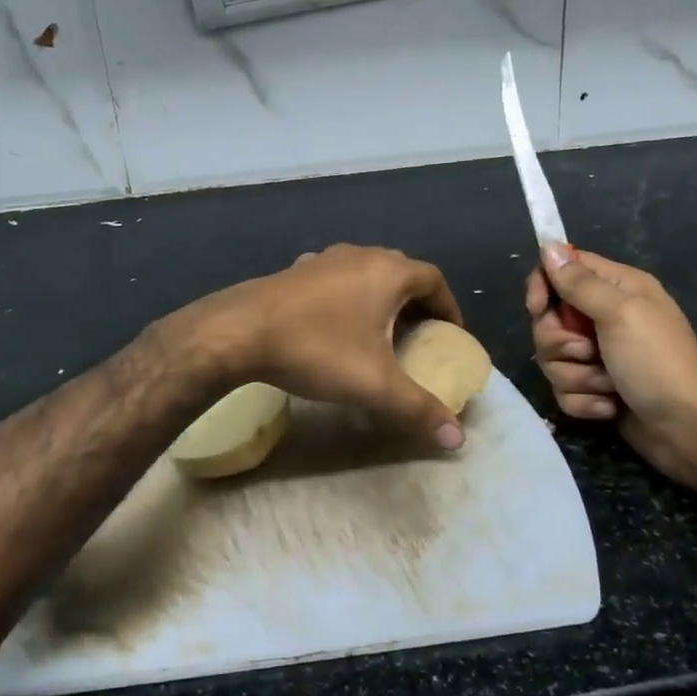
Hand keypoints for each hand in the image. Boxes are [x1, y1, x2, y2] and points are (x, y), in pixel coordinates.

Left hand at [191, 245, 467, 449]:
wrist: (238, 332)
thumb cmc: (317, 349)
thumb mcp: (375, 385)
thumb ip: (419, 409)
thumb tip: (457, 440)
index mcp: (387, 271)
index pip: (434, 280)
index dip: (449, 308)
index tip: (450, 336)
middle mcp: (359, 255)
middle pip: (401, 273)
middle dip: (416, 304)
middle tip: (420, 337)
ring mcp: (323, 259)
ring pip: (366, 274)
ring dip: (380, 299)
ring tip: (380, 332)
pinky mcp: (294, 272)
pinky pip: (335, 280)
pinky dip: (347, 298)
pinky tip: (335, 325)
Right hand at [526, 245, 696, 486]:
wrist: (689, 429)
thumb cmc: (657, 362)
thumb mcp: (620, 313)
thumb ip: (580, 282)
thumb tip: (548, 245)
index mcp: (616, 289)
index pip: (562, 270)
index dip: (543, 287)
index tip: (538, 308)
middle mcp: (605, 317)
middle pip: (549, 319)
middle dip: (559, 343)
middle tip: (588, 352)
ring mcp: (599, 355)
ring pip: (553, 359)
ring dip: (576, 376)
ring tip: (607, 384)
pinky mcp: (595, 388)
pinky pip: (564, 389)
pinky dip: (584, 401)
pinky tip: (610, 406)